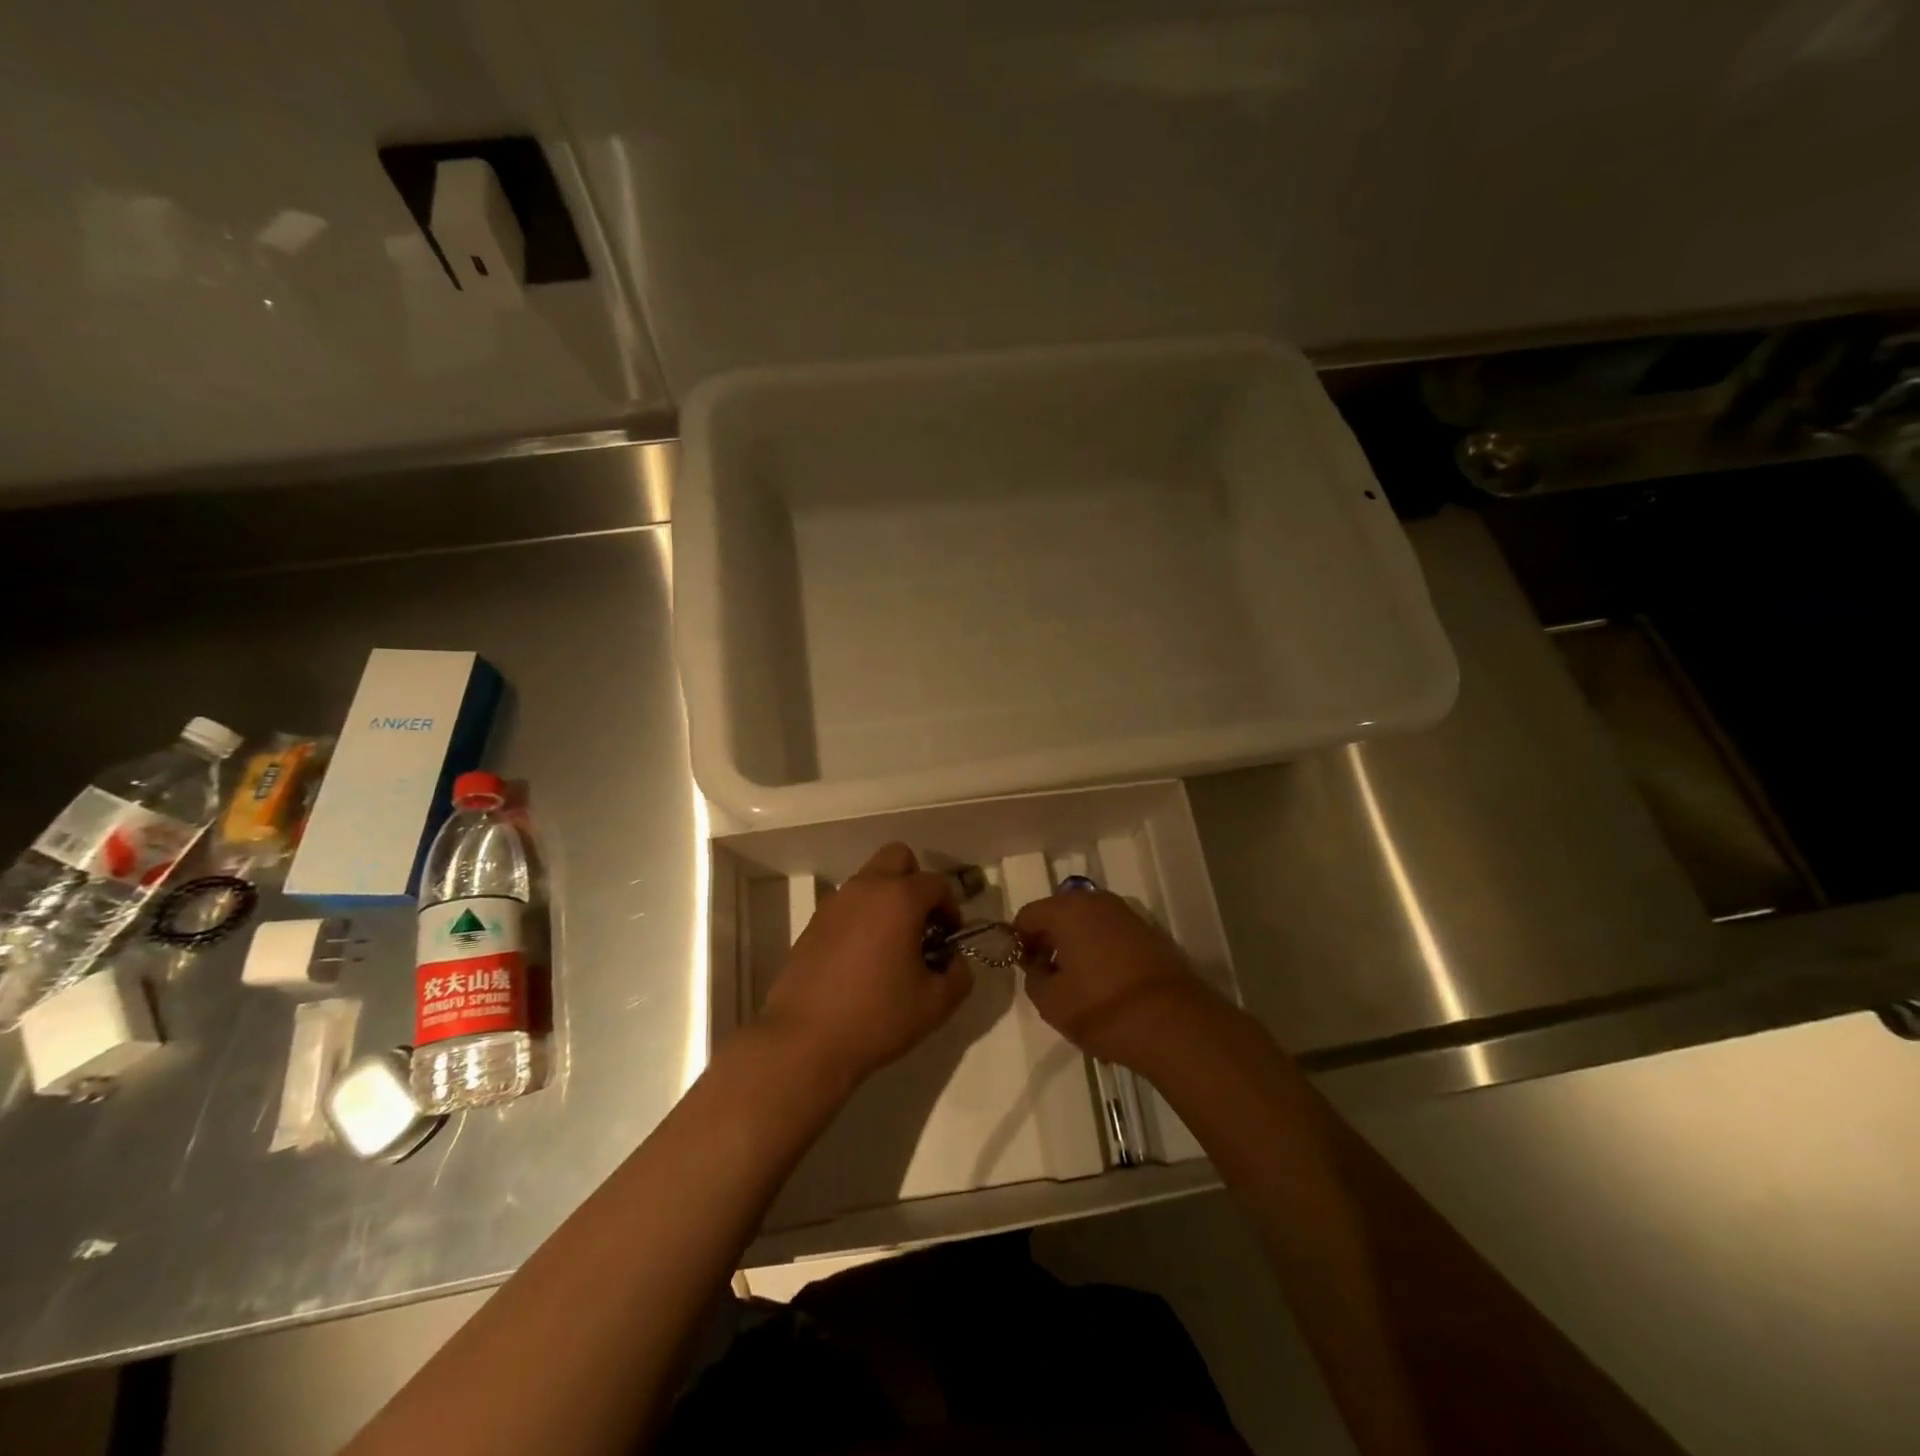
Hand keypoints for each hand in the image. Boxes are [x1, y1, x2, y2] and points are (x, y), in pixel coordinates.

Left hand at [759, 842, 970, 1090]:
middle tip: (921, 923)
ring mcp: (834, 903)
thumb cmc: (876, 1017)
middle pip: (898, 857)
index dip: (951, 908)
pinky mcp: (813, 923)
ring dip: (887, 899)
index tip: (949, 939)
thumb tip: (954, 961)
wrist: (804, 1041)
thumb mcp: (935, 1004)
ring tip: (892, 946)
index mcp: (899, 898)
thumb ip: (958, 976)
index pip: (936, 884)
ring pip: (869, 880)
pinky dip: (862, 917)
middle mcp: (866, 888)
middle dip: (916, 882)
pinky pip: (847, 905)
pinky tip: (862, 959)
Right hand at [1014, 890, 1223, 1074]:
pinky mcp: (1149, 932)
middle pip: (1059, 914)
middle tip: (1047, 976)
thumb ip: (1033, 977)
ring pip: (1087, 923)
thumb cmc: (1103, 1009)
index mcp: (1068, 910)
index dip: (1018, 941)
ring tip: (1077, 983)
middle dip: (1048, 940)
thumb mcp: (1051, 1002)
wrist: (1175, 1024)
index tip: (1023, 969)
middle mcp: (1097, 901)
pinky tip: (1105, 984)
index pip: (1027, 915)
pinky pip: (1110, 934)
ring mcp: (1127, 914)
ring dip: (1075, 945)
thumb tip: (1039, 965)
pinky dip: (1100, 950)